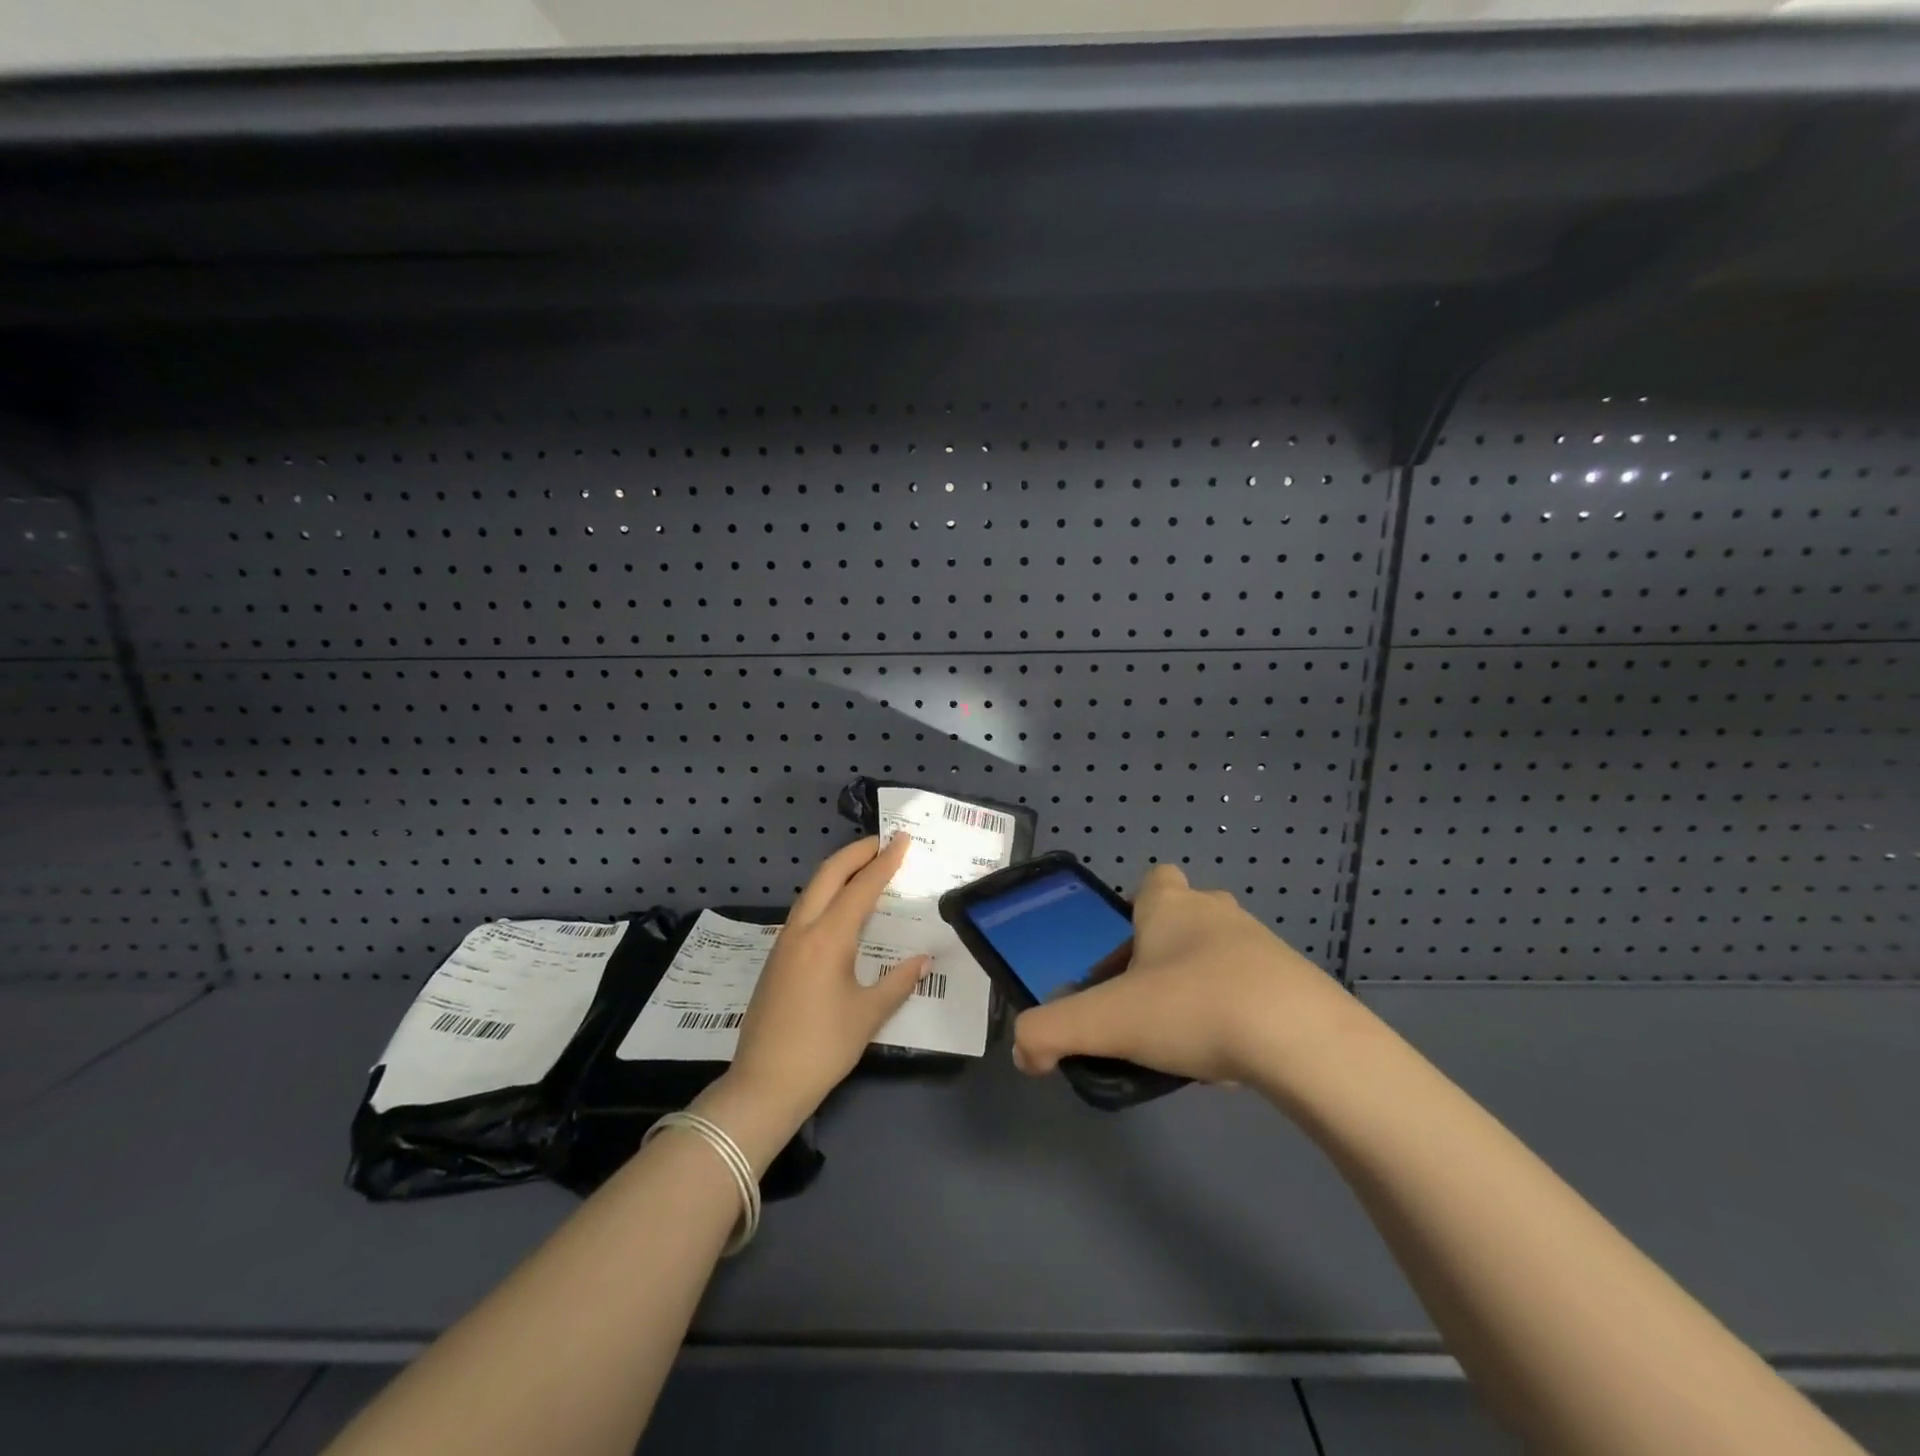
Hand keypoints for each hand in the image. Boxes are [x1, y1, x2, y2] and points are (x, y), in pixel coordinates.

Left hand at [722, 835, 928, 1122]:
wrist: (764, 1084)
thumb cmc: (823, 1048)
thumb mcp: (868, 1015)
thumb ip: (898, 981)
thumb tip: (922, 959)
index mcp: (827, 938)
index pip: (861, 888)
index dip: (885, 862)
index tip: (903, 840)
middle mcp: (802, 930)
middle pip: (828, 875)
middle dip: (855, 853)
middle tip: (883, 842)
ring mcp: (784, 943)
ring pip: (812, 891)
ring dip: (838, 872)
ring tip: (866, 868)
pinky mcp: (777, 958)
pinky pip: (805, 911)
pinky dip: (826, 895)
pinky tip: (841, 909)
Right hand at [1011, 864, 1354, 1090]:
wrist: (1303, 1041)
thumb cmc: (1193, 1008)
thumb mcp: (1106, 1022)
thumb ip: (1050, 1032)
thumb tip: (1023, 1052)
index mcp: (1171, 907)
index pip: (1154, 879)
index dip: (1137, 908)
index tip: (1127, 952)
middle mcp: (1217, 913)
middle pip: (1186, 918)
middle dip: (1164, 953)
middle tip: (1145, 1002)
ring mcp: (1263, 946)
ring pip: (1220, 955)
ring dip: (1200, 985)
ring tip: (1184, 1039)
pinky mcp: (1297, 984)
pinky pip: (1254, 990)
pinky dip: (1237, 1015)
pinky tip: (1228, 1058)